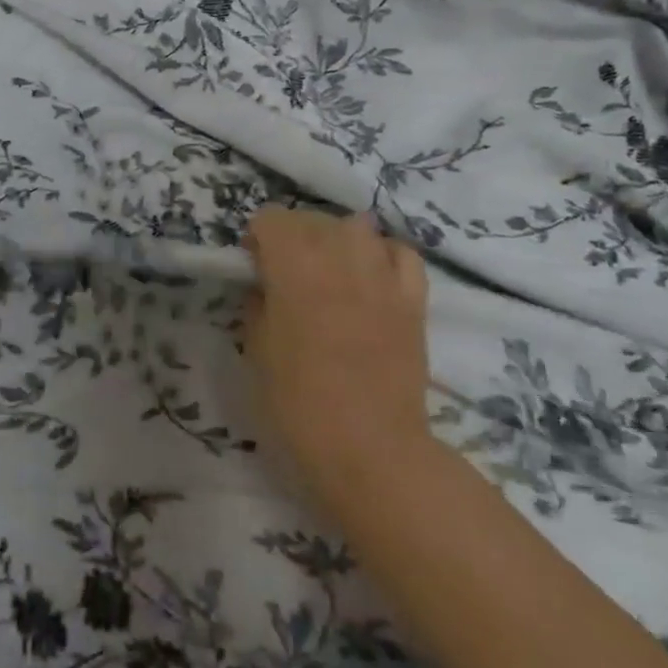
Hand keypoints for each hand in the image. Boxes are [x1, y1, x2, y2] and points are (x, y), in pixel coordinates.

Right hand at [243, 208, 433, 513]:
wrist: (370, 449)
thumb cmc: (298, 403)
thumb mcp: (256, 351)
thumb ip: (257, 305)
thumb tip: (264, 286)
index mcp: (294, 268)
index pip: (271, 219)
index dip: (258, 238)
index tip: (254, 267)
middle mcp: (340, 258)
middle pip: (313, 218)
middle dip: (293, 235)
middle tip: (285, 271)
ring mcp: (382, 276)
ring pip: (358, 226)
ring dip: (336, 239)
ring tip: (329, 269)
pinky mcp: (413, 299)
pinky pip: (400, 253)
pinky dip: (382, 255)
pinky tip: (371, 276)